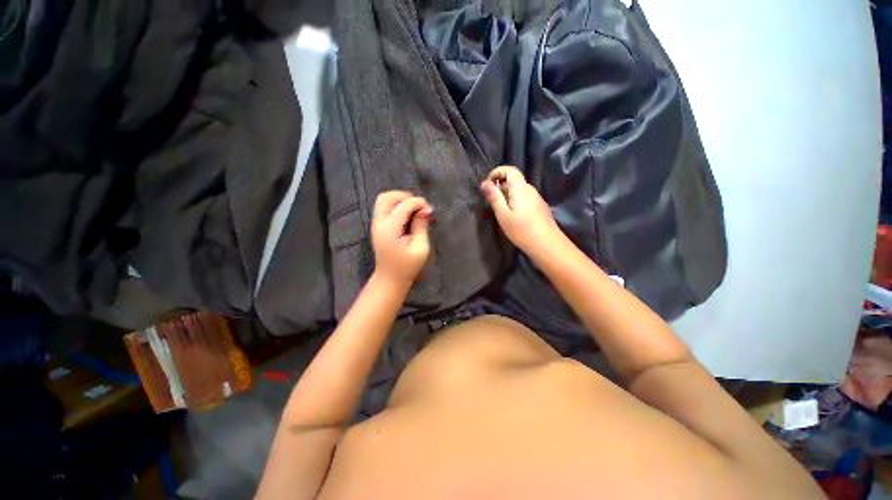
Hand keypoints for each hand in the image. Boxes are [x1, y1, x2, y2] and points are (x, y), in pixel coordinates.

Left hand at [371, 191, 432, 286]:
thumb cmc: (408, 266)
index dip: (418, 203)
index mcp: (390, 229)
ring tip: (413, 208)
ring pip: (383, 200)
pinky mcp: (378, 226)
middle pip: (386, 197)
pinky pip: (384, 208)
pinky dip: (396, 205)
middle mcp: (379, 224)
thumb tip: (424, 210)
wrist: (390, 278)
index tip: (429, 209)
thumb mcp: (421, 247)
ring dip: (399, 199)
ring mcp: (376, 224)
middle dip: (404, 196)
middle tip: (418, 205)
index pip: (403, 206)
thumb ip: (421, 226)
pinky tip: (407, 214)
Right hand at [481, 165, 561, 257]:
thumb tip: (484, 182)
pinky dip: (515, 201)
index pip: (510, 169)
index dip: (497, 172)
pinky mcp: (539, 207)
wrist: (546, 244)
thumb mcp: (503, 214)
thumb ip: (494, 197)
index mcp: (521, 188)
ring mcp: (537, 198)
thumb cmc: (521, 230)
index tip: (488, 184)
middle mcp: (530, 189)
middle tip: (490, 201)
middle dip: (500, 186)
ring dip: (507, 195)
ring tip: (499, 210)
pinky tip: (512, 216)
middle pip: (514, 180)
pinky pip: (524, 198)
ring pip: (519, 190)